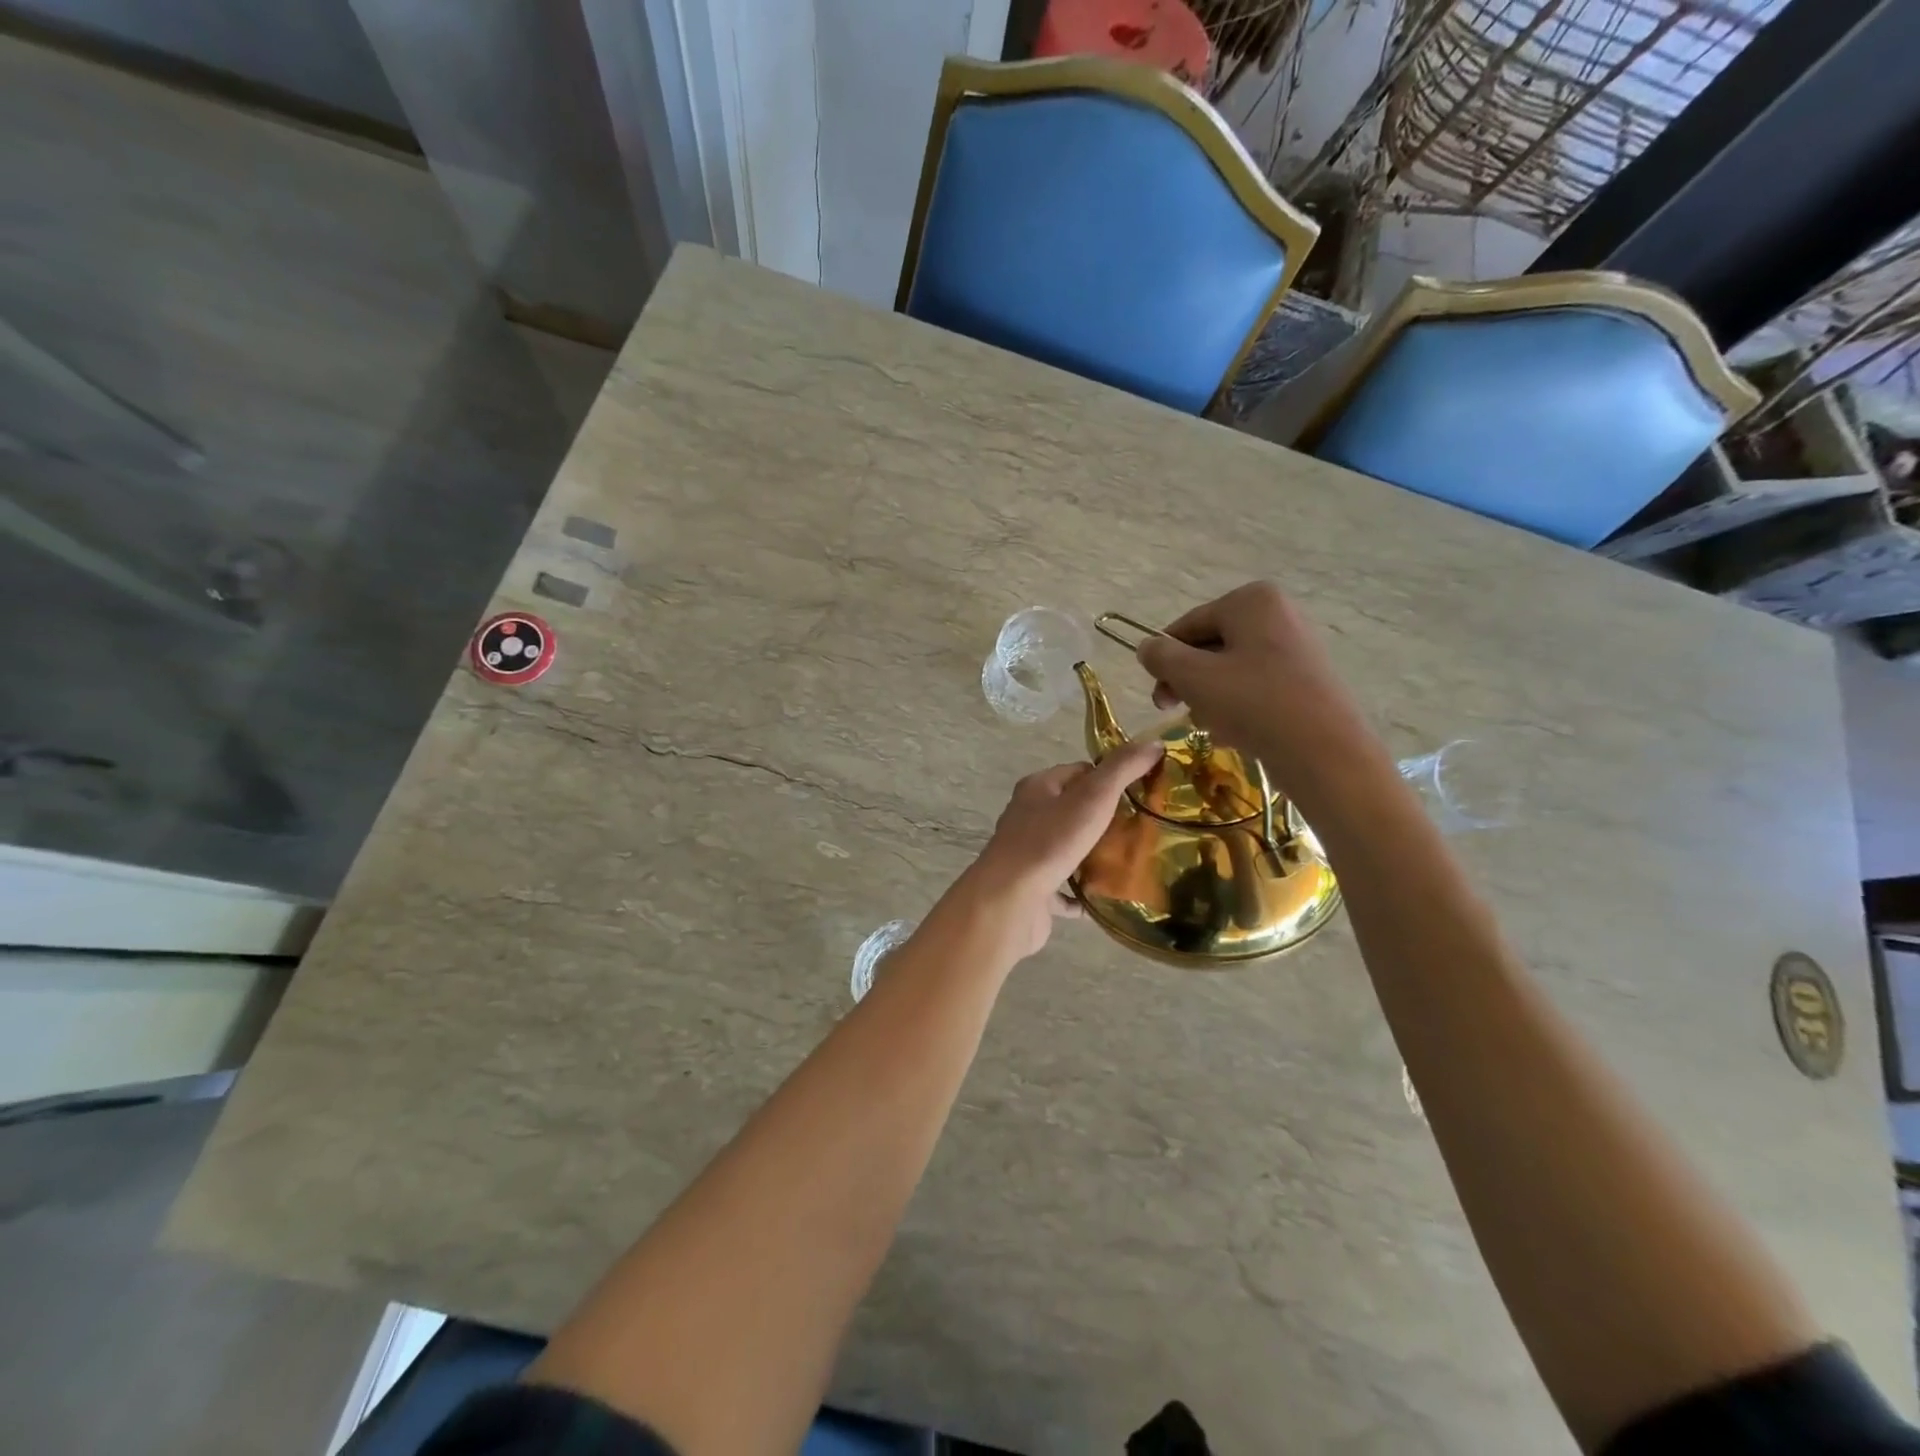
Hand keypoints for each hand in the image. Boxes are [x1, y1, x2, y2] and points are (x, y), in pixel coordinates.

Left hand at [959, 739, 1164, 959]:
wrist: (1011, 900)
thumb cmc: (1051, 841)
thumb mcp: (1093, 797)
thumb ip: (1123, 768)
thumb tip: (1154, 743)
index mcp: (1037, 788)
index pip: (1078, 772)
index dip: (1109, 778)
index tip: (1141, 792)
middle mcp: (1027, 816)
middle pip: (1072, 810)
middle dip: (1105, 818)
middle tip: (1141, 828)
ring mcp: (1027, 854)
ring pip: (1067, 848)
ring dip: (1093, 855)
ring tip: (1130, 861)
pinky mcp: (1031, 889)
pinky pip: (1063, 889)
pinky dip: (1082, 893)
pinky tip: (1105, 898)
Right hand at [1135, 581, 1380, 791]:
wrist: (1323, 752)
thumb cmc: (1253, 703)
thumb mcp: (1192, 676)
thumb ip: (1161, 656)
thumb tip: (1147, 647)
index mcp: (1252, 601)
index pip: (1188, 625)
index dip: (1164, 659)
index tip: (1157, 695)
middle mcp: (1278, 614)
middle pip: (1210, 647)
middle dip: (1188, 681)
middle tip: (1174, 711)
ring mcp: (1296, 647)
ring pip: (1230, 670)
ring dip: (1209, 697)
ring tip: (1210, 725)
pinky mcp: (1305, 680)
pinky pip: (1256, 686)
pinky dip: (1237, 706)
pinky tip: (1233, 732)